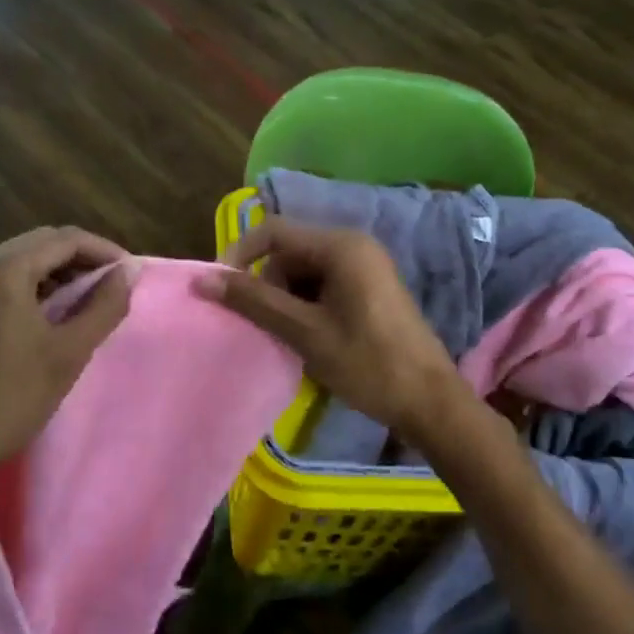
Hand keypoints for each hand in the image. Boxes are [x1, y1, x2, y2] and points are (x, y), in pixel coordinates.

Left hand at [0, 226, 131, 487]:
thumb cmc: (9, 398)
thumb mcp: (69, 352)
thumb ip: (105, 306)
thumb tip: (130, 271)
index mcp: (4, 269)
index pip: (66, 239)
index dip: (104, 251)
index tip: (131, 274)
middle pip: (42, 243)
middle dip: (82, 258)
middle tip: (115, 285)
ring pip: (23, 259)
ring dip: (59, 271)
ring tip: (90, 299)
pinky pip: (3, 277)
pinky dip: (34, 285)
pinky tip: (52, 312)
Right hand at [196, 218, 466, 439]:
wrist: (430, 402)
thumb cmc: (367, 363)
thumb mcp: (305, 332)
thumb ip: (254, 302)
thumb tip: (204, 280)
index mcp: (341, 246)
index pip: (274, 232)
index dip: (240, 255)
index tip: (220, 290)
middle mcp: (353, 246)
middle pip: (289, 252)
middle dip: (268, 285)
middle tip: (266, 327)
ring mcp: (365, 267)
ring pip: (304, 272)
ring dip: (286, 300)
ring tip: (289, 338)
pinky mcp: (369, 288)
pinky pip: (323, 285)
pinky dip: (306, 307)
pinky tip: (308, 338)